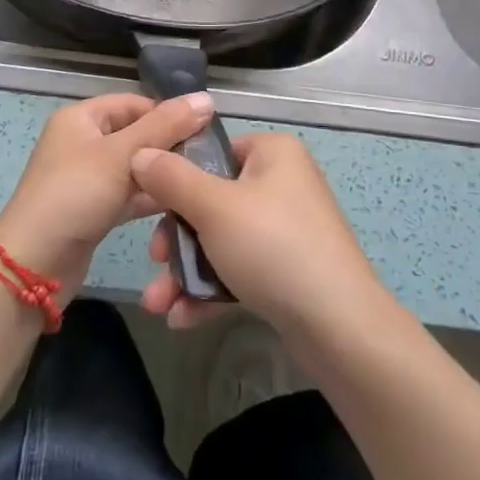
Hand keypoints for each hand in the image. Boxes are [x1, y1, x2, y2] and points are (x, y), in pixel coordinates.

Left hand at [0, 93, 213, 297]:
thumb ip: (166, 126)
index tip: (204, 131)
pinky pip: (128, 195)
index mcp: (82, 118)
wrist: (32, 266)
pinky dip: (149, 199)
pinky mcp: (93, 209)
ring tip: (198, 184)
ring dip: (161, 176)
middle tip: (206, 161)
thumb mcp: (123, 155)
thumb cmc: (75, 195)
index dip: (168, 114)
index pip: (135, 103)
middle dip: (168, 147)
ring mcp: (86, 178)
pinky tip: (179, 207)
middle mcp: (82, 142)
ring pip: (134, 168)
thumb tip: (206, 98)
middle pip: (136, 135)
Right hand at [130, 131, 389, 339]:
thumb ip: (171, 179)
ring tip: (157, 303)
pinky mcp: (288, 270)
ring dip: (186, 271)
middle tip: (157, 261)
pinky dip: (211, 289)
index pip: (213, 151)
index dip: (177, 177)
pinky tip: (182, 318)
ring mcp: (287, 229)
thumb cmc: (273, 247)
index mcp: (272, 153)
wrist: (339, 327)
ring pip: (221, 241)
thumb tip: (140, 153)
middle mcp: (282, 183)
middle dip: (176, 239)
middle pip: (211, 200)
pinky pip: (239, 269)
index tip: (149, 207)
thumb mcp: (213, 207)